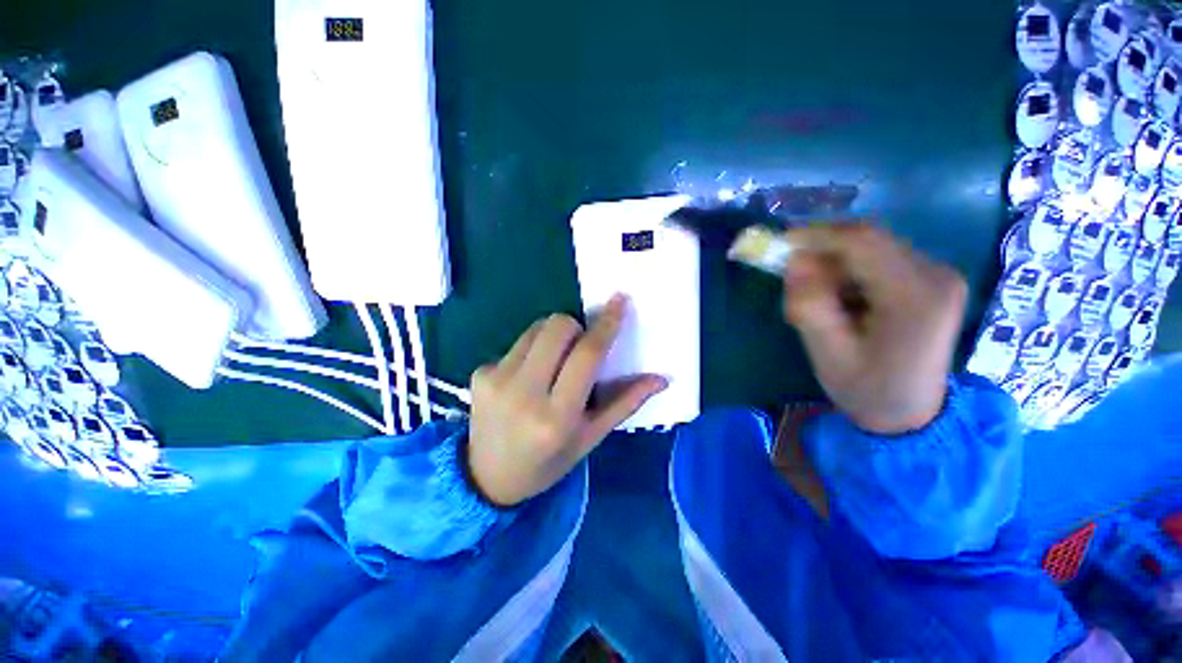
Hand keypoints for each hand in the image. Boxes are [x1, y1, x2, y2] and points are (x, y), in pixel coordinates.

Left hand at [467, 296, 667, 506]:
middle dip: (576, 327)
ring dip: (554, 337)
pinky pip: (518, 342)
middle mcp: (523, 393)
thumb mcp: (591, 437)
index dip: (606, 325)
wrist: (487, 478)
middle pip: (557, 327)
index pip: (587, 355)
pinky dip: (533, 351)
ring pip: (537, 328)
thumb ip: (625, 403)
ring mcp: (496, 379)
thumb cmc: (548, 462)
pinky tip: (528, 379)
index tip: (619, 301)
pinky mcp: (479, 372)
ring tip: (554, 366)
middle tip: (579, 350)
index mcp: (557, 416)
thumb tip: (661, 378)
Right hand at [781, 225, 966, 433]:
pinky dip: (850, 270)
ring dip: (835, 264)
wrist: (912, 414)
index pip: (864, 241)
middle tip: (793, 278)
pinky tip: (843, 299)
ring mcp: (938, 274)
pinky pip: (880, 258)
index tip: (780, 245)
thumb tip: (794, 261)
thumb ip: (809, 306)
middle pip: (868, 239)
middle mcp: (936, 274)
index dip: (817, 235)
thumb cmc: (867, 390)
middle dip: (823, 252)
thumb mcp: (828, 355)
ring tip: (820, 299)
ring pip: (872, 246)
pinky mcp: (931, 278)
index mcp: (915, 297)